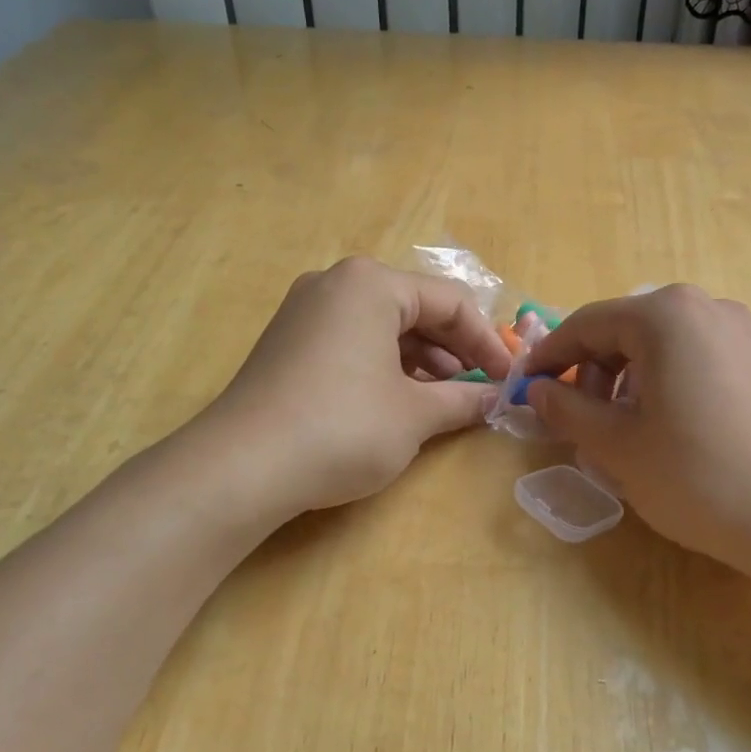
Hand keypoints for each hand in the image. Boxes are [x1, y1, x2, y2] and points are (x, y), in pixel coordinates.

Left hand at [202, 257, 510, 516]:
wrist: (241, 468)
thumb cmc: (342, 427)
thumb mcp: (415, 415)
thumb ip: (464, 400)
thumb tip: (499, 399)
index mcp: (371, 284)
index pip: (451, 302)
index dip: (487, 342)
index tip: (508, 379)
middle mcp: (336, 284)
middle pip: (417, 309)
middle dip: (455, 351)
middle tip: (480, 391)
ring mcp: (306, 312)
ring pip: (385, 327)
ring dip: (423, 362)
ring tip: (444, 402)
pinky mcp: (289, 343)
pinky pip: (354, 342)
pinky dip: (387, 367)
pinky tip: (401, 402)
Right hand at [522, 286, 750, 575]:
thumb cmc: (697, 476)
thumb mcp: (617, 445)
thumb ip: (567, 409)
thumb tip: (539, 391)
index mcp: (665, 315)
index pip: (586, 324)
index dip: (549, 357)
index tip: (525, 389)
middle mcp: (705, 307)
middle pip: (625, 330)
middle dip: (591, 372)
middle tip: (578, 422)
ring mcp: (740, 332)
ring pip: (659, 346)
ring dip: (626, 381)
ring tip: (620, 432)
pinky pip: (692, 360)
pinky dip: (663, 385)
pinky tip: (664, 429)